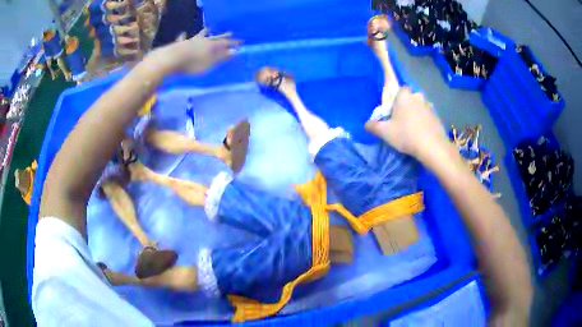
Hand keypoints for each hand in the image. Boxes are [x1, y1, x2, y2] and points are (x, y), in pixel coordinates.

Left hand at [155, 28, 239, 73]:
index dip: (234, 43)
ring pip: (199, 35)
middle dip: (223, 36)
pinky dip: (183, 37)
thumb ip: (222, 58)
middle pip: (215, 37)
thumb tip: (235, 52)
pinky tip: (183, 34)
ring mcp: (190, 41)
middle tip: (230, 32)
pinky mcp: (179, 44)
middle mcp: (202, 41)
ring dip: (204, 32)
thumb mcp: (210, 64)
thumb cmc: (192, 64)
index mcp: (211, 46)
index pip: (225, 43)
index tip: (241, 42)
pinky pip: (182, 39)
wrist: (172, 60)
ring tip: (208, 28)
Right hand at [365, 87, 448, 162]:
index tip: (393, 110)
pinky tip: (421, 134)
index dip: (397, 98)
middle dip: (407, 105)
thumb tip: (366, 124)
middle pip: (411, 98)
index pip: (401, 89)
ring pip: (420, 107)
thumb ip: (373, 126)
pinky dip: (425, 122)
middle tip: (401, 120)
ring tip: (412, 129)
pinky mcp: (437, 118)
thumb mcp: (385, 132)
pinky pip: (428, 117)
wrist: (432, 147)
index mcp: (404, 96)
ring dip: (417, 114)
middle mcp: (418, 97)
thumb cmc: (406, 134)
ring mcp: (430, 107)